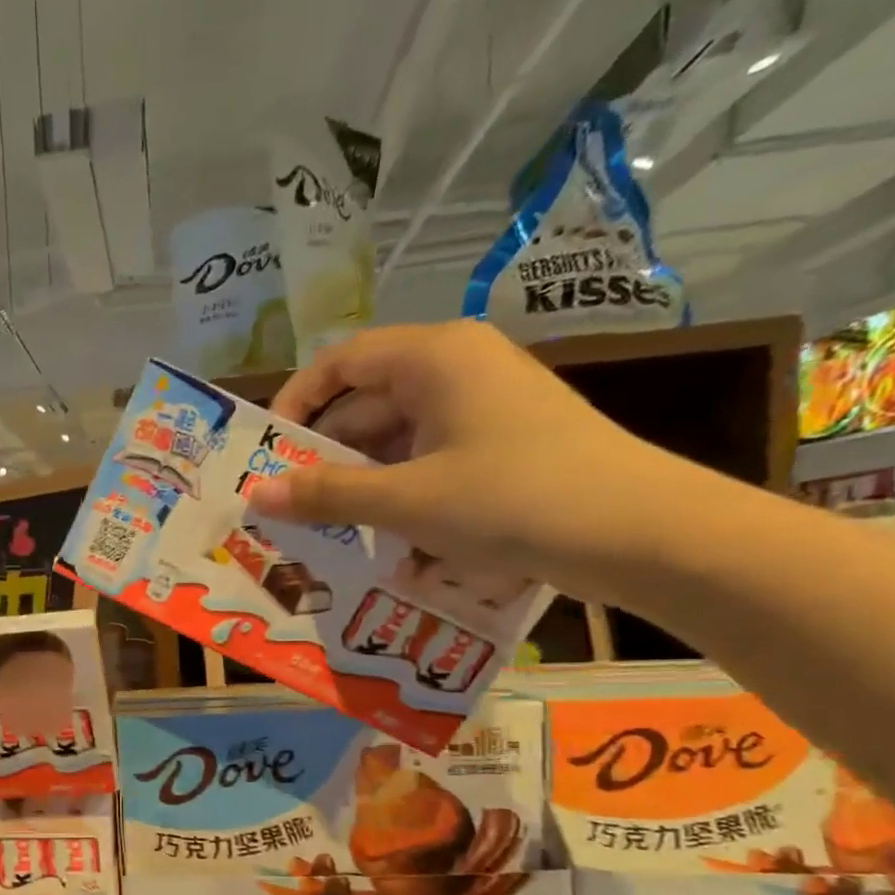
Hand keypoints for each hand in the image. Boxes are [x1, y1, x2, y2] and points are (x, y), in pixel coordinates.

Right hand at [247, 320, 706, 605]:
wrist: (639, 533)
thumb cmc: (512, 499)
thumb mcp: (406, 500)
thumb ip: (326, 494)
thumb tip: (255, 495)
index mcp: (434, 357)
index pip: (340, 361)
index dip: (295, 402)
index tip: (264, 453)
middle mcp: (456, 369)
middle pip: (364, 402)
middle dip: (321, 455)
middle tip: (283, 506)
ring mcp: (481, 408)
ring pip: (393, 438)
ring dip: (356, 481)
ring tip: (320, 529)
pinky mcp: (498, 445)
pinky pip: (425, 460)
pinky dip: (395, 492)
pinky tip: (376, 536)